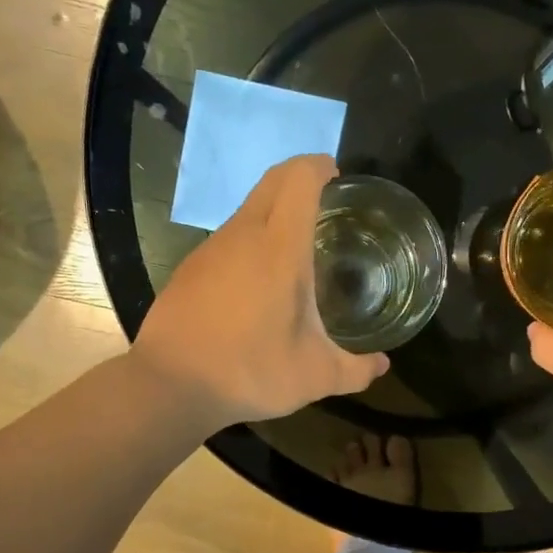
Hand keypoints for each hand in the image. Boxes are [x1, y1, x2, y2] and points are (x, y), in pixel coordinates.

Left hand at [130, 154, 386, 431]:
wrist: (170, 385)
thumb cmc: (250, 371)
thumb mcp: (314, 377)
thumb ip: (356, 370)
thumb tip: (382, 364)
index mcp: (280, 248)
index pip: (299, 179)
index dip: (319, 166)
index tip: (337, 176)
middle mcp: (243, 235)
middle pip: (272, 181)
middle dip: (300, 177)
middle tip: (325, 202)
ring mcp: (211, 249)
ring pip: (248, 209)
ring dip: (274, 211)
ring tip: (297, 247)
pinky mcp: (190, 267)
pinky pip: (229, 237)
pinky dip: (251, 240)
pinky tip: (259, 281)